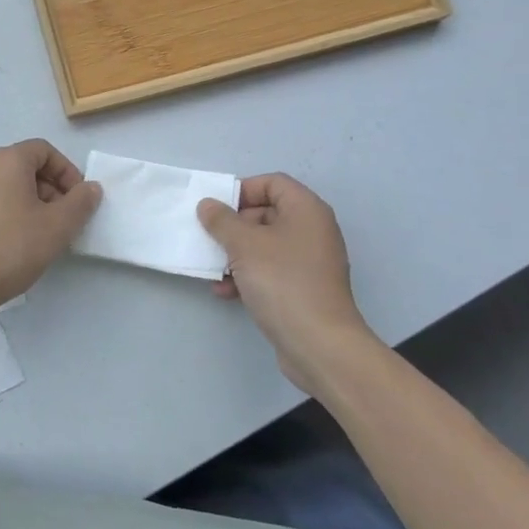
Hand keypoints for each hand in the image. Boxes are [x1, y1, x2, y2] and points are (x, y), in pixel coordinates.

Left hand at [0, 140, 101, 315]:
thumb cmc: (12, 248)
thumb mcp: (57, 226)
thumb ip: (80, 203)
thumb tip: (91, 188)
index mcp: (7, 161)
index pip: (44, 150)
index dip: (67, 171)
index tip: (78, 200)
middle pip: (27, 167)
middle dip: (52, 189)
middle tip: (65, 219)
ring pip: (10, 186)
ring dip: (33, 203)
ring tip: (44, 235)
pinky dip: (12, 213)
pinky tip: (18, 244)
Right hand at [197, 174, 377, 394]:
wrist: (320, 346)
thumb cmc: (283, 282)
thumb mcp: (244, 245)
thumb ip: (221, 220)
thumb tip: (208, 205)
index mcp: (306, 210)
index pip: (272, 182)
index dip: (242, 190)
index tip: (217, 209)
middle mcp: (313, 230)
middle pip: (267, 213)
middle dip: (234, 226)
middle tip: (212, 239)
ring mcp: (310, 262)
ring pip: (265, 245)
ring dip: (236, 254)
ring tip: (215, 269)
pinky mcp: (304, 289)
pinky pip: (271, 270)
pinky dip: (248, 276)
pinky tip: (226, 292)